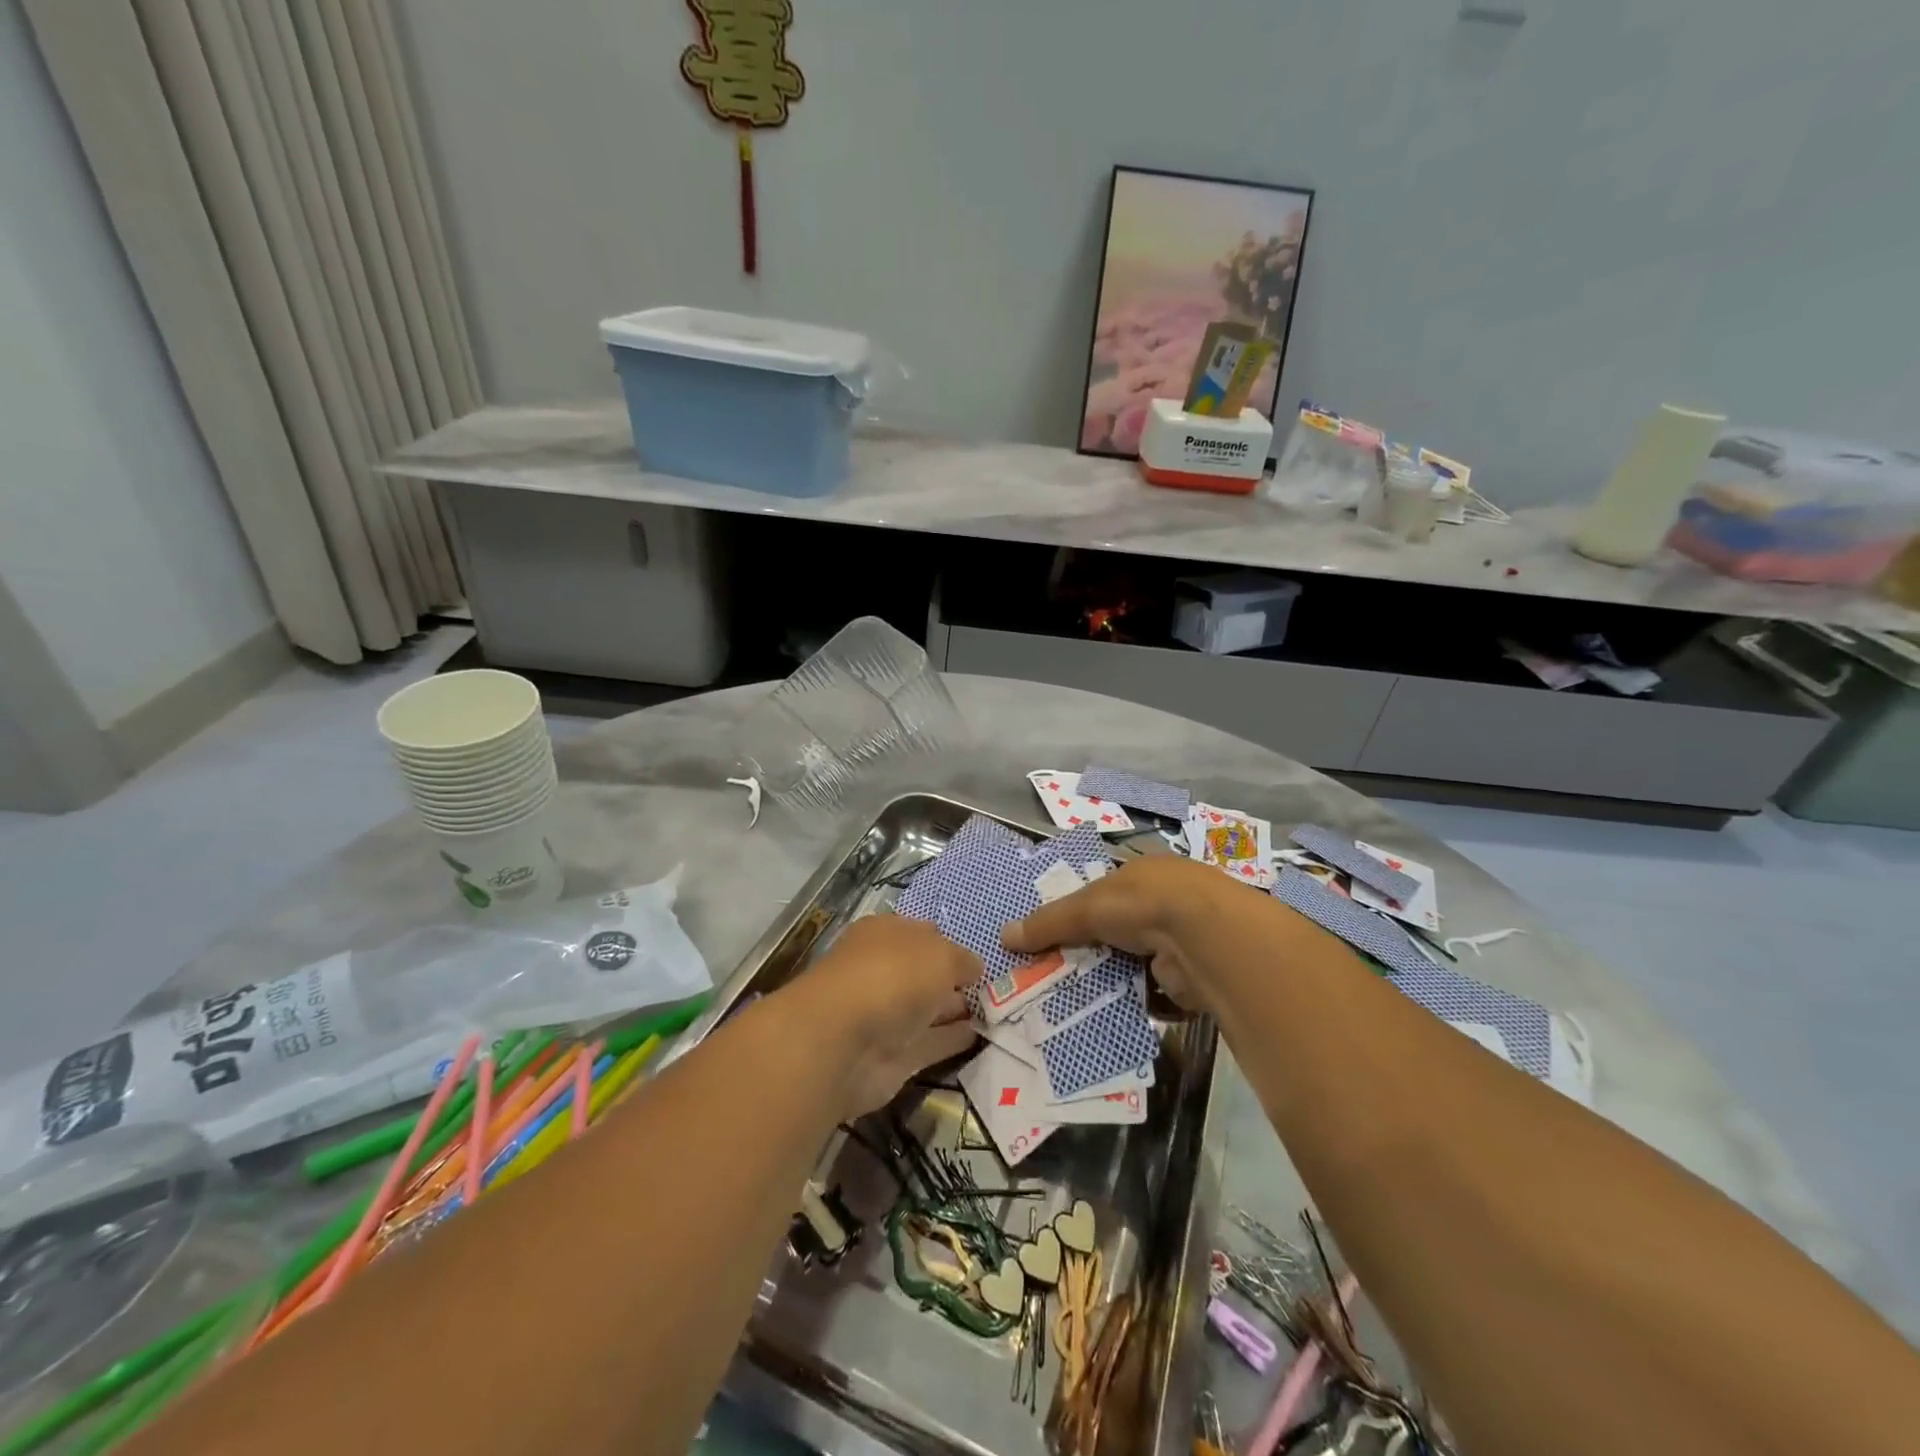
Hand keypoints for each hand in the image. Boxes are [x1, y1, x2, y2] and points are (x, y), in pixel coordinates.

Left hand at [789, 915, 980, 1118]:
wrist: (842, 1042)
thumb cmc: (892, 977)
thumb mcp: (940, 955)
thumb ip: (962, 961)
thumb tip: (974, 968)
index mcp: (885, 934)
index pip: (922, 934)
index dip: (950, 943)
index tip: (981, 958)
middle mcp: (883, 971)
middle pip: (924, 973)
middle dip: (955, 979)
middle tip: (997, 989)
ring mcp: (885, 1015)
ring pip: (929, 1008)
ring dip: (957, 1010)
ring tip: (999, 1012)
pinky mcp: (892, 1056)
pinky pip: (930, 1043)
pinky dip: (953, 1040)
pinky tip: (982, 1036)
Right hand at [1001, 854, 1236, 1012]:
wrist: (1206, 938)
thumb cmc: (1143, 904)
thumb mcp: (1086, 907)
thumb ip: (1048, 923)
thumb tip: (1003, 936)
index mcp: (1143, 875)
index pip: (1103, 893)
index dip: (1077, 913)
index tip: (1050, 937)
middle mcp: (1165, 903)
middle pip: (1117, 931)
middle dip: (1090, 952)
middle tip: (1054, 974)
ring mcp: (1181, 941)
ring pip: (1133, 963)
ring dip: (1111, 979)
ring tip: (1073, 999)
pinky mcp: (1189, 977)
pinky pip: (1151, 992)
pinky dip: (1133, 1001)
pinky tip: (1107, 1014)